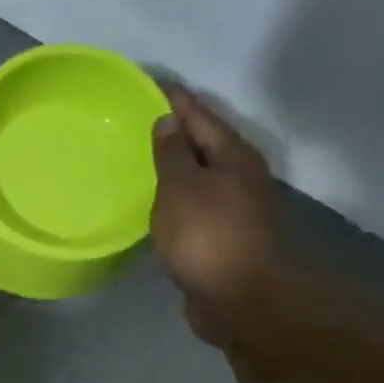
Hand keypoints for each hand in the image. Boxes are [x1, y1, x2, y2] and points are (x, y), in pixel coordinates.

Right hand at [151, 86, 282, 346]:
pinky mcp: (224, 240)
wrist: (239, 299)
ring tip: (147, 161)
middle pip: (206, 145)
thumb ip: (172, 154)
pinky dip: (179, 201)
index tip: (152, 84)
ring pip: (202, 179)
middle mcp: (240, 177)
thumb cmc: (208, 236)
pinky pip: (196, 208)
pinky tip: (160, 206)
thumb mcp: (181, 187)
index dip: (176, 99)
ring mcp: (235, 211)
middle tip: (143, 122)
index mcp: (232, 156)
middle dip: (178, 132)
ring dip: (179, 169)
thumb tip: (169, 121)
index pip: (200, 115)